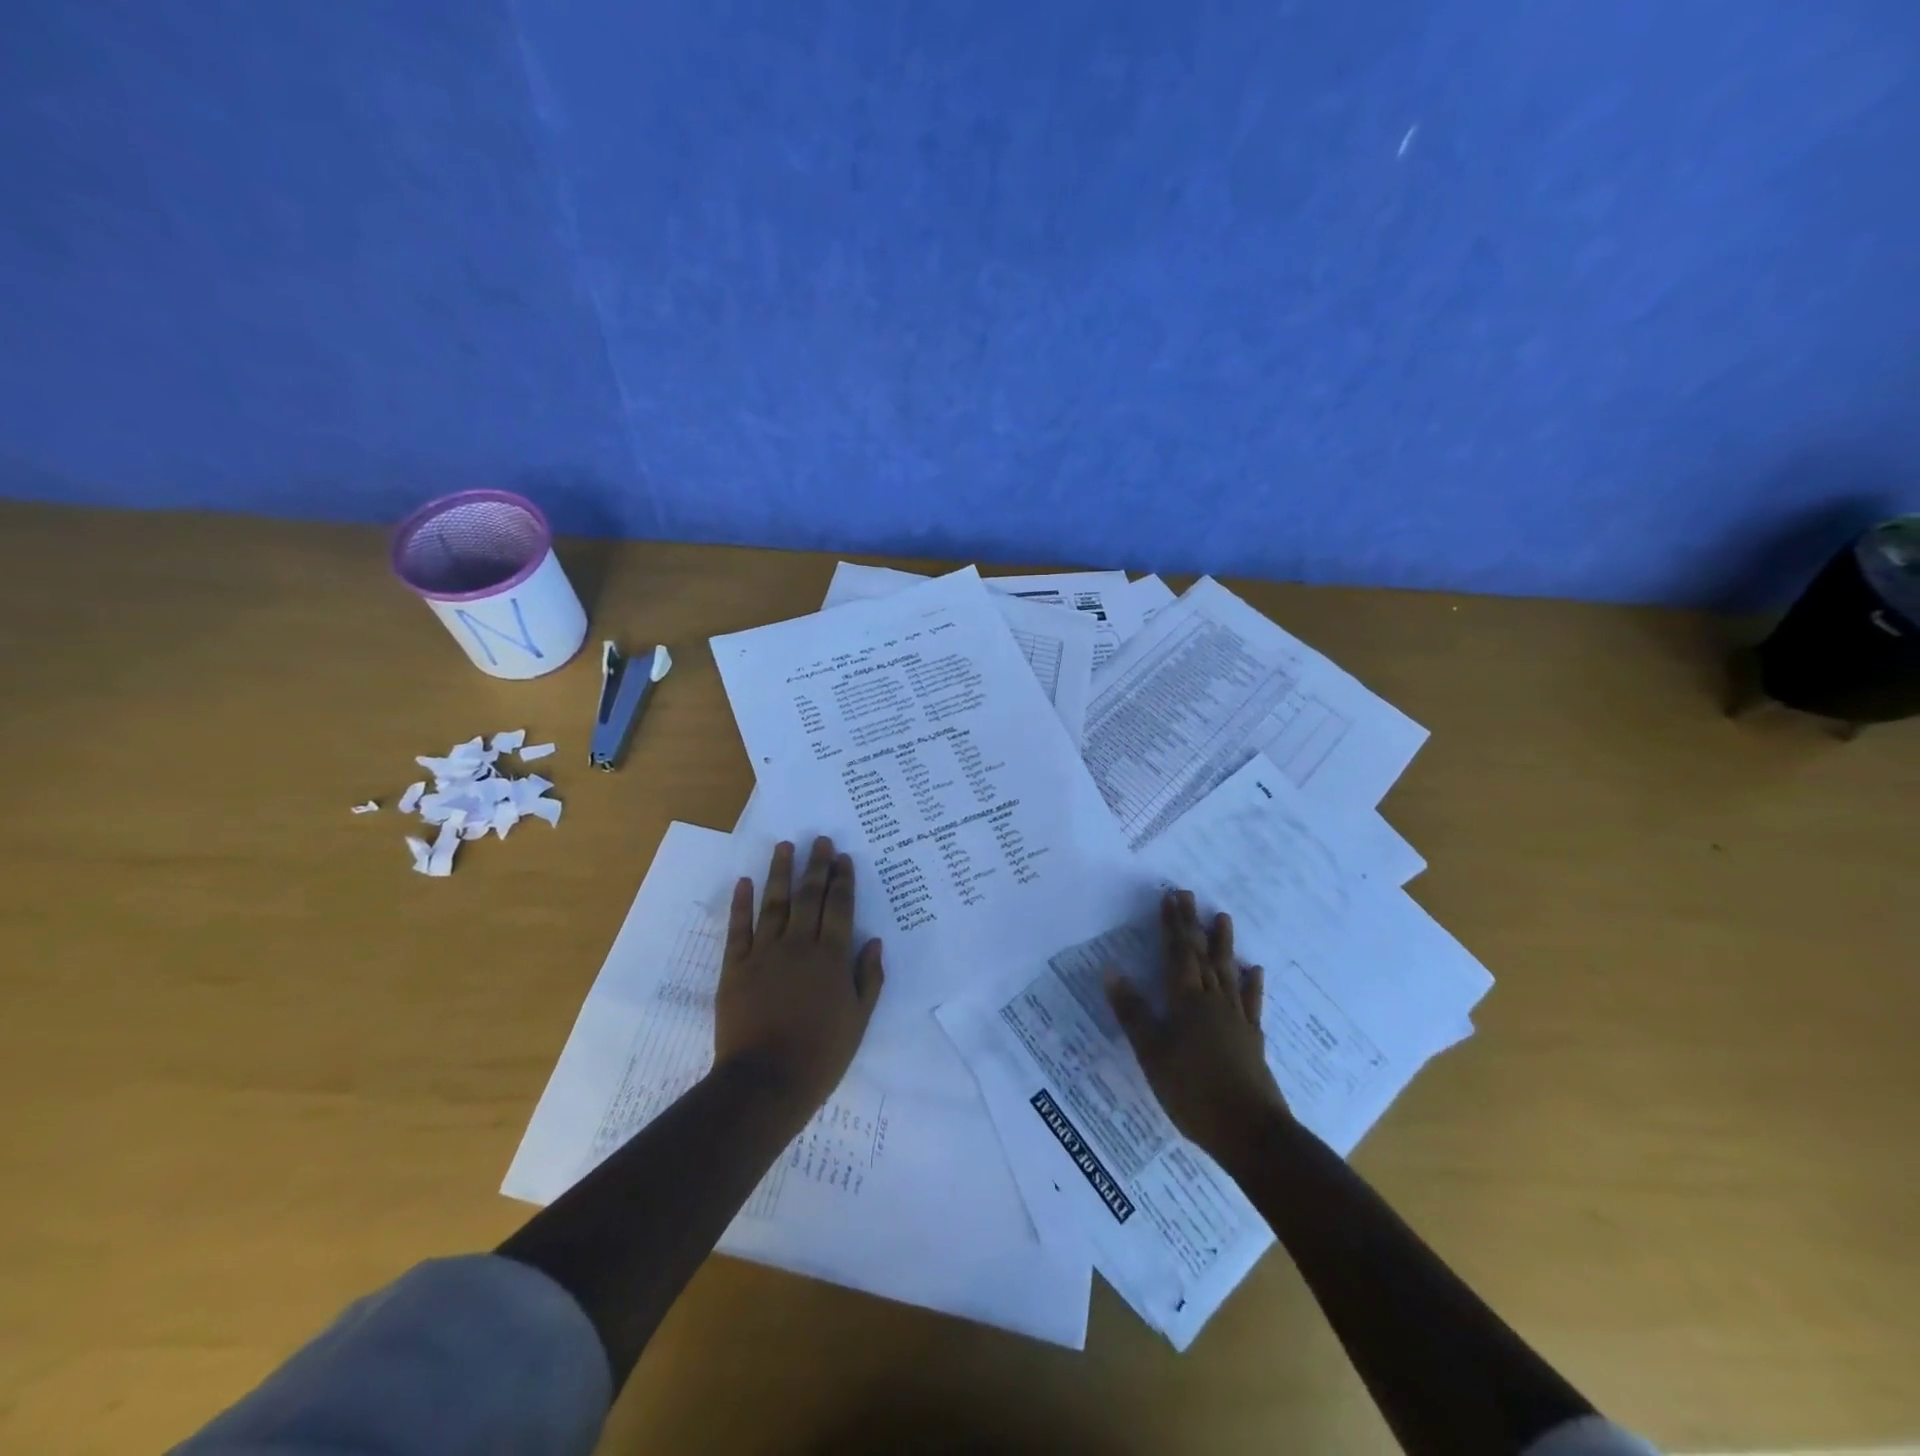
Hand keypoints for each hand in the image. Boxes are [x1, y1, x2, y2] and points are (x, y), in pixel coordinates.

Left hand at [714, 837, 884, 1113]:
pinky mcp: (735, 967)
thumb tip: (874, 941)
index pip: (839, 907)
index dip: (842, 880)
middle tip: (820, 840)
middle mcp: (799, 945)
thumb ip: (869, 978)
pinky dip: (741, 903)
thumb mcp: (859, 1020)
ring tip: (784, 846)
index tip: (843, 857)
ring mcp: (764, 953)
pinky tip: (745, 882)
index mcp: (832, 957)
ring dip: (780, 872)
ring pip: (774, 903)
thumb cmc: (821, 1054)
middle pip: (809, 896)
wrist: (766, 1082)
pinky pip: (739, 928)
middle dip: (816, 866)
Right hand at [1106, 889, 1289, 1159]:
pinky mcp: (1252, 1039)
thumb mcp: (1151, 1053)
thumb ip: (1132, 1012)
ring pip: (1227, 972)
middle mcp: (1213, 1002)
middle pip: (1202, 956)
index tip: (1170, 897)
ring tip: (1223, 917)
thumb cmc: (1192, 1092)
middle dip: (1193, 925)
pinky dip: (1251, 983)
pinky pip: (1251, 1002)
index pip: (1177, 954)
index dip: (1172, 925)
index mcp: (1186, 1002)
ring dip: (1223, 944)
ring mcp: (1236, 1019)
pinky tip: (1254, 970)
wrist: (1250, 1131)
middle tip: (1189, 896)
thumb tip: (1111, 971)